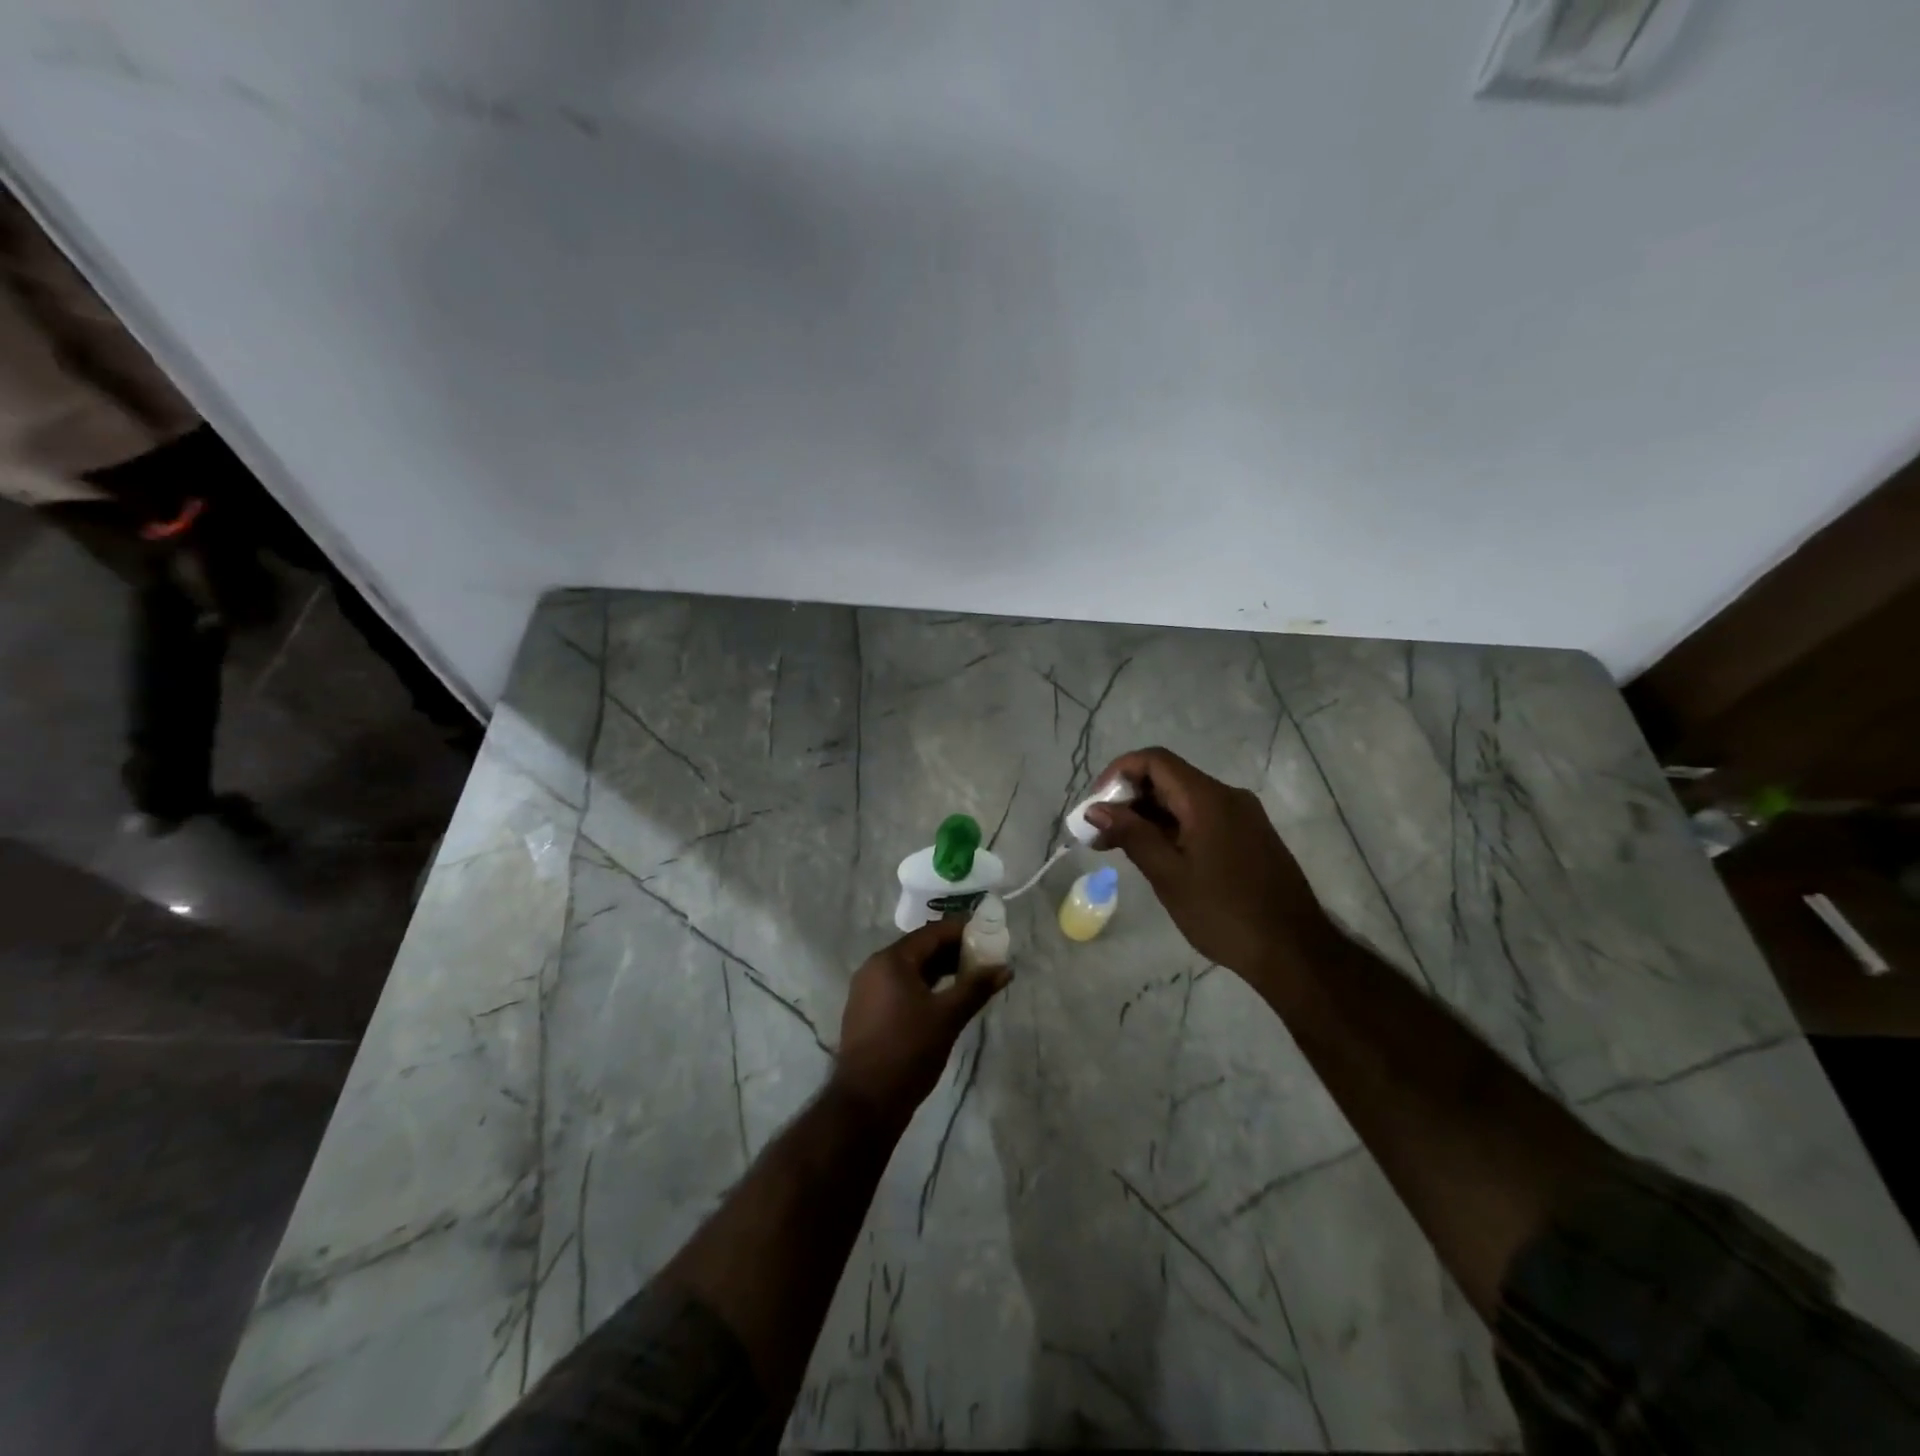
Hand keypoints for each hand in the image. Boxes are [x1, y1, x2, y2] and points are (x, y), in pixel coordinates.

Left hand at [834, 919, 1009, 1123]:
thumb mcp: (948, 1017)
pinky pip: (900, 985)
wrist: (866, 1102)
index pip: (932, 933)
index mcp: (891, 960)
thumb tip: (1005, 968)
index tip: (988, 932)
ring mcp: (867, 989)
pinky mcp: (867, 1009)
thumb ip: (976, 988)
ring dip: (939, 968)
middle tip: (984, 956)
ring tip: (971, 976)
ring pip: (910, 968)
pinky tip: (945, 997)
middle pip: (920, 948)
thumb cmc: (909, 1051)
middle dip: (952, 950)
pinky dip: (924, 984)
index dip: (961, 930)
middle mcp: (875, 966)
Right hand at [1085, 746, 1325, 978]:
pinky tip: (1157, 857)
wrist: (1295, 952)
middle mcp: (1227, 796)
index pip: (1154, 760)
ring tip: (1120, 849)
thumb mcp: (1169, 875)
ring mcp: (1243, 816)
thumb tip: (1096, 809)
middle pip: (1168, 778)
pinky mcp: (1249, 836)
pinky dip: (1172, 828)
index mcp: (1207, 798)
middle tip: (1100, 835)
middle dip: (1129, 799)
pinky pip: (1202, 817)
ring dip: (1148, 816)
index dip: (1118, 773)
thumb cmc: (1224, 913)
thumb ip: (1131, 835)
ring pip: (1184, 800)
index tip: (1096, 807)